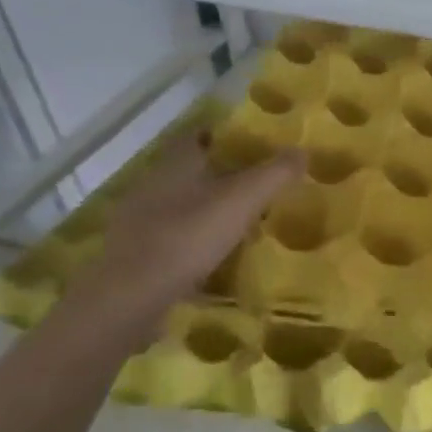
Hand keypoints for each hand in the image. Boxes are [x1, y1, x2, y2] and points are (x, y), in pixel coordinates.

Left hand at [70, 137, 303, 327]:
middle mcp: (151, 183)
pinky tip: (209, 256)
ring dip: (201, 208)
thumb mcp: (243, 201)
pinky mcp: (133, 253)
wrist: (130, 296)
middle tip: (252, 185)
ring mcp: (137, 220)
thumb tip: (302, 150)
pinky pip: (167, 236)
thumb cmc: (188, 236)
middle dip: (216, 174)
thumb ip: (275, 174)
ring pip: (176, 203)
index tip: (249, 145)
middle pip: (187, 170)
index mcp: (175, 163)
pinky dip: (188, 239)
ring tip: (235, 222)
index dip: (222, 135)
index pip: (196, 135)